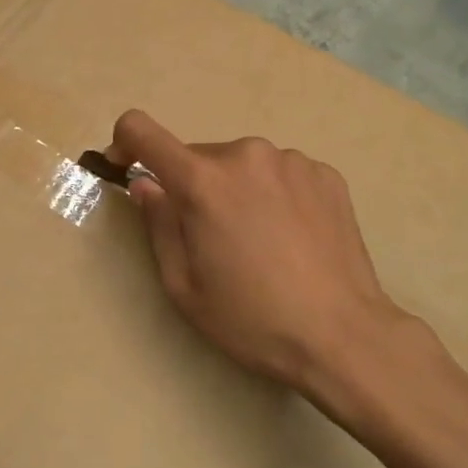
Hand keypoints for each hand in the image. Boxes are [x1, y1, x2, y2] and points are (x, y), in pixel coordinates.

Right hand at [106, 110, 428, 422]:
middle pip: (198, 158)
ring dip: (235, 190)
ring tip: (258, 242)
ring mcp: (292, 160)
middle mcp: (246, 155)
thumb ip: (158, 224)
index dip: (124, 144)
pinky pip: (279, 173)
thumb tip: (145, 184)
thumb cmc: (251, 319)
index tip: (125, 168)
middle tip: (209, 239)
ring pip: (242, 166)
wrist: (343, 335)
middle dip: (191, 187)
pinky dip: (272, 194)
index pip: (142, 131)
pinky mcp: (326, 173)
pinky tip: (290, 237)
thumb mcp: (184, 285)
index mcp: (203, 181)